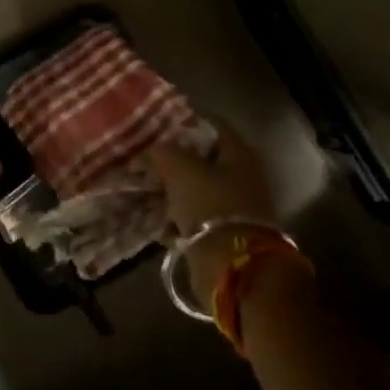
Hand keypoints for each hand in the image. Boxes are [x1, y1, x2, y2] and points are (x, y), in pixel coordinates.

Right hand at [144, 123, 277, 306]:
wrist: (232, 265)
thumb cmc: (210, 206)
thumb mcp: (180, 169)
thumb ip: (163, 152)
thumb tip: (150, 149)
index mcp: (239, 153)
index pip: (211, 125)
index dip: (183, 124)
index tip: (155, 129)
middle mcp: (243, 175)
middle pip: (204, 158)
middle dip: (175, 160)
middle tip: (146, 161)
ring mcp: (236, 206)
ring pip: (198, 189)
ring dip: (174, 191)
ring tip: (146, 191)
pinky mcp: (226, 233)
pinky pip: (197, 217)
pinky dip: (179, 218)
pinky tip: (158, 221)